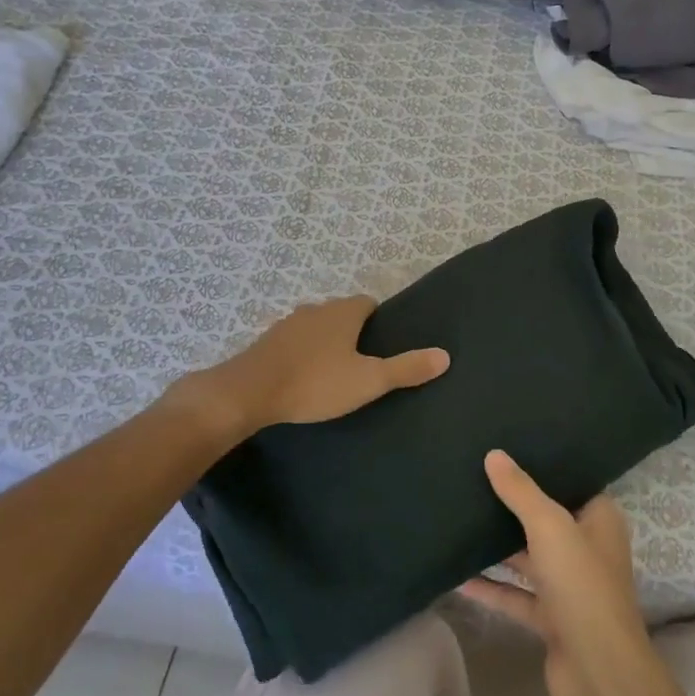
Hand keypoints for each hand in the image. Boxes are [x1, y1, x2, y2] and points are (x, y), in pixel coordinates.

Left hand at [167, 297, 448, 445]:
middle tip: (362, 361)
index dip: (378, 319)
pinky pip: (293, 342)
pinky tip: (303, 376)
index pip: (367, 303)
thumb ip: (406, 369)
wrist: (249, 392)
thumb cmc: (315, 383)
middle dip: (352, 331)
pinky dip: (302, 353)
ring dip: (325, 342)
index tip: (383, 342)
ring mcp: (287, 324)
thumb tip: (445, 355)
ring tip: (333, 371)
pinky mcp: (266, 342)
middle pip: (341, 313)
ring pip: (315, 326)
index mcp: (343, 313)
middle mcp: (316, 309)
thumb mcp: (368, 380)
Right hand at [460, 450, 651, 695]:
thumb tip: (494, 454)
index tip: (509, 449)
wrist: (598, 672)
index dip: (544, 468)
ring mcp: (569, 586)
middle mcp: (587, 548)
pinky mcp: (550, 618)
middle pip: (545, 519)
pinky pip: (515, 595)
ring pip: (528, 558)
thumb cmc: (582, 584)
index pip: (571, 483)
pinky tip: (457, 576)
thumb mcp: (549, 525)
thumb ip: (520, 491)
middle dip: (513, 505)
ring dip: (498, 546)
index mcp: (599, 520)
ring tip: (460, 520)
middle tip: (474, 478)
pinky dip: (491, 587)